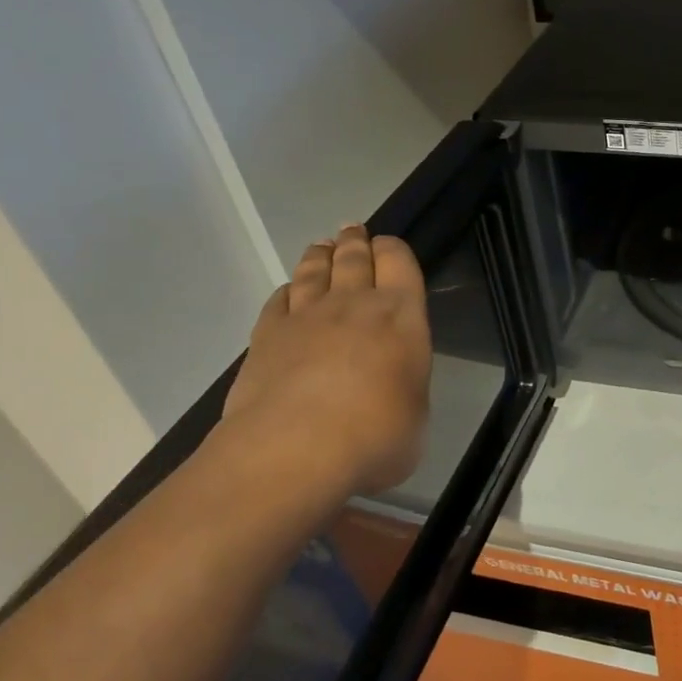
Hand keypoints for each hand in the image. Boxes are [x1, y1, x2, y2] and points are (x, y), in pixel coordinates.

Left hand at [220, 226, 431, 503]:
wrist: (295, 449)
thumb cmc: (376, 435)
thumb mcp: (415, 416)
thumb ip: (404, 389)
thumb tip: (390, 394)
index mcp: (401, 316)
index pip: (400, 262)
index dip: (394, 250)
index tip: (389, 247)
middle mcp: (353, 304)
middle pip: (353, 258)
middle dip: (355, 242)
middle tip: (353, 231)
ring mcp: (305, 317)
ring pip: (314, 272)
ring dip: (320, 256)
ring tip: (322, 247)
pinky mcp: (266, 337)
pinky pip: (279, 301)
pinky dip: (287, 292)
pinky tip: (289, 292)